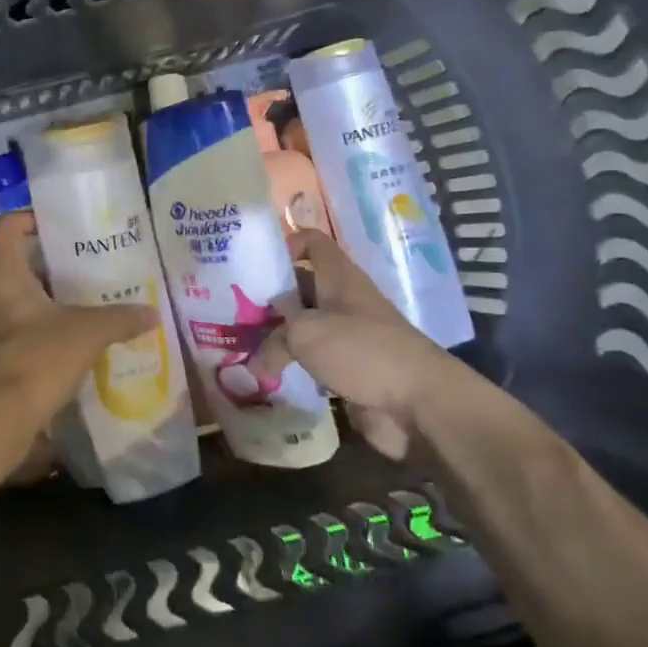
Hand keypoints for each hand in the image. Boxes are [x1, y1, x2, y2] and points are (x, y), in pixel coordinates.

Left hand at [0, 212, 157, 472]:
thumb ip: (120, 319)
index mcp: (3, 275)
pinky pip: (14, 333)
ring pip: (15, 302)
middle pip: (16, 266)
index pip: (8, 227)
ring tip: (81, 305)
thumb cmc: (36, 359)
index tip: (61, 225)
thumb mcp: (87, 333)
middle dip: (49, 266)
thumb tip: (153, 313)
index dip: (31, 219)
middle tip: (85, 268)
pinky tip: (66, 344)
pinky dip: (37, 332)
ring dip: (44, 302)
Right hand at [248, 229, 462, 461]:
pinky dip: (291, 366)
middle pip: (300, 288)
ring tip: (239, 344)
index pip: (312, 242)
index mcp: (338, 277)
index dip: (285, 244)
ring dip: (276, 336)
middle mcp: (343, 301)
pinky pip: (312, 361)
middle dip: (268, 298)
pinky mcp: (349, 370)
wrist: (419, 404)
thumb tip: (253, 362)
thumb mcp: (305, 335)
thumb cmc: (362, 350)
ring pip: (303, 328)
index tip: (253, 263)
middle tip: (228, 310)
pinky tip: (264, 376)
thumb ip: (272, 342)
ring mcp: (348, 337)